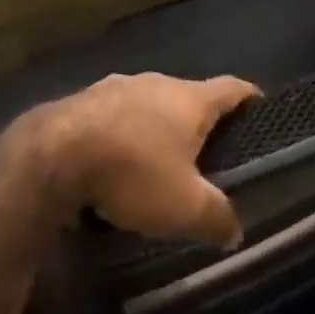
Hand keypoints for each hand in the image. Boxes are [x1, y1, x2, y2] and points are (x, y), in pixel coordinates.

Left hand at [29, 73, 256, 246]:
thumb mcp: (184, 207)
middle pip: (188, 95)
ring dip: (156, 125)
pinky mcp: (83, 99)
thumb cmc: (133, 171)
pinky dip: (122, 133)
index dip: (250, 98)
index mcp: (190, 99)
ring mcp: (116, 86)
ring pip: (148, 103)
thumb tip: (236, 231)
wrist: (53, 154)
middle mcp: (156, 82)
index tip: (261, 109)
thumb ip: (216, 217)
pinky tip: (114, 161)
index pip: (233, 88)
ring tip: (159, 159)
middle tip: (208, 151)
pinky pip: (114, 114)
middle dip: (199, 120)